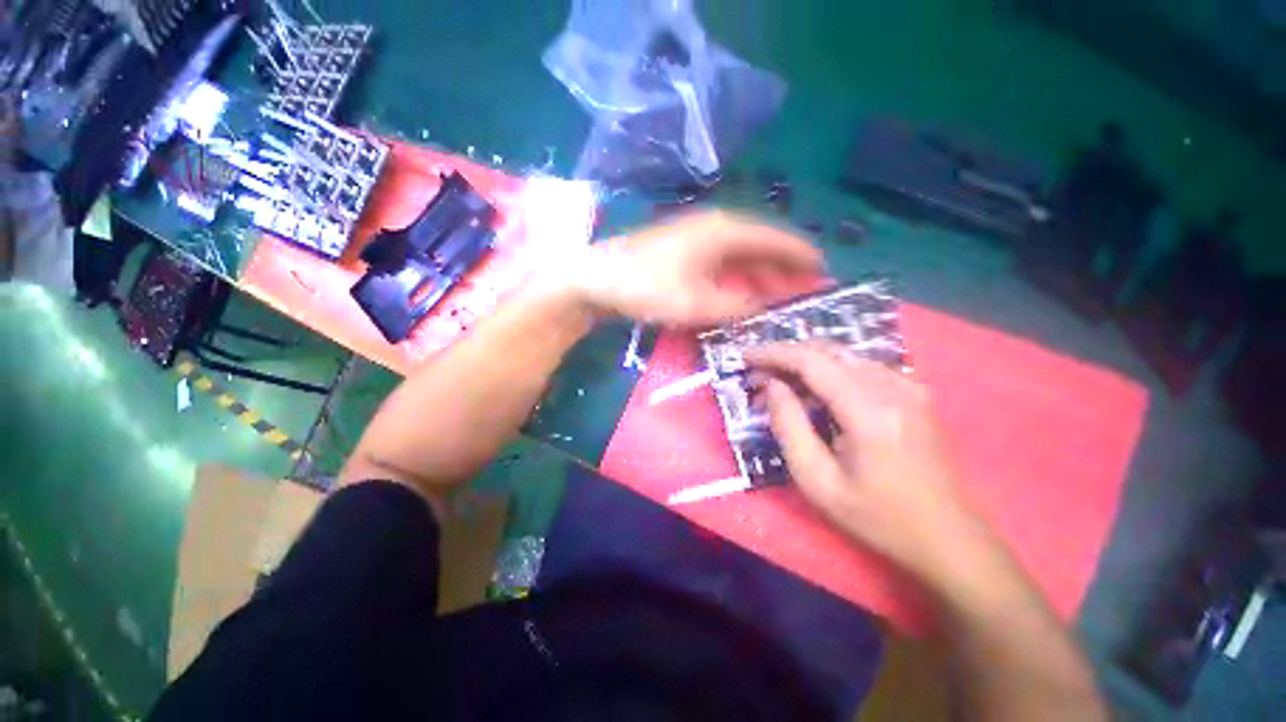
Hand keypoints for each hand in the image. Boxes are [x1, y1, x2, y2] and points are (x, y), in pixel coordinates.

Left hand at [571, 211, 822, 325]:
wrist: (596, 278)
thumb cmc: (648, 286)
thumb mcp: (698, 303)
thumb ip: (737, 306)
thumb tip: (764, 307)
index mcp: (725, 230)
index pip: (776, 238)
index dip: (801, 254)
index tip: (823, 270)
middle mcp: (715, 226)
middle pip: (760, 245)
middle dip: (784, 266)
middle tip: (805, 288)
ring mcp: (696, 237)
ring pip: (741, 254)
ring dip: (761, 273)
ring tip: (779, 293)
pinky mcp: (682, 250)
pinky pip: (721, 261)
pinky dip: (737, 275)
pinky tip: (741, 290)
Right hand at [747, 343, 982, 577]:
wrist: (947, 536)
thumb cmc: (877, 516)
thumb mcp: (818, 481)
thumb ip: (789, 426)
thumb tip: (772, 386)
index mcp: (869, 410)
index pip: (811, 361)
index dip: (773, 353)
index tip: (745, 356)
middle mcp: (893, 386)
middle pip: (827, 350)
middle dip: (786, 355)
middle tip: (757, 373)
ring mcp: (908, 386)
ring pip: (843, 355)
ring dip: (806, 363)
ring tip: (779, 385)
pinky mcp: (913, 393)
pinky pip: (860, 367)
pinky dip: (828, 371)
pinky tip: (814, 392)